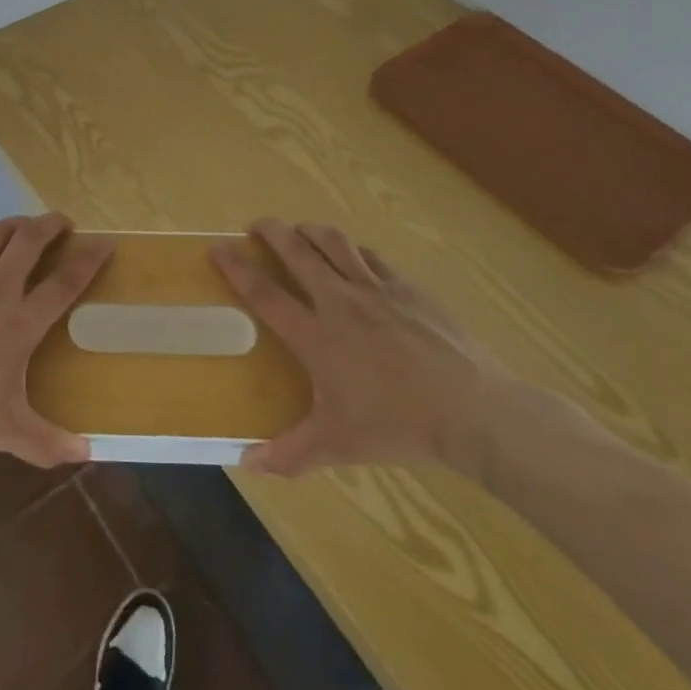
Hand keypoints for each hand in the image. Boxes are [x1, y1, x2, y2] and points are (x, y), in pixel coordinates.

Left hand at [0, 203, 111, 467]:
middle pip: (32, 243)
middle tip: (65, 223)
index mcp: (20, 322)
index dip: (89, 260)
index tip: (106, 243)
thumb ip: (46, 442)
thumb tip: (88, 454)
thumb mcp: (2, 430)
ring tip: (30, 223)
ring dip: (18, 223)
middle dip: (53, 226)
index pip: (65, 284)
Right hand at [210, 218, 514, 477]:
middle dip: (271, 231)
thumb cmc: (398, 426)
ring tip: (300, 231)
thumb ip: (290, 453)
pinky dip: (354, 250)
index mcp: (315, 335)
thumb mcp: (338, 445)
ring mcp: (376, 289)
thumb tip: (247, 464)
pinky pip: (372, 257)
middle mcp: (339, 301)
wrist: (472, 410)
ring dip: (311, 231)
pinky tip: (353, 256)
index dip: (236, 267)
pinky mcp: (408, 287)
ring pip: (334, 243)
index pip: (264, 293)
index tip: (218, 248)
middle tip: (256, 225)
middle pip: (297, 251)